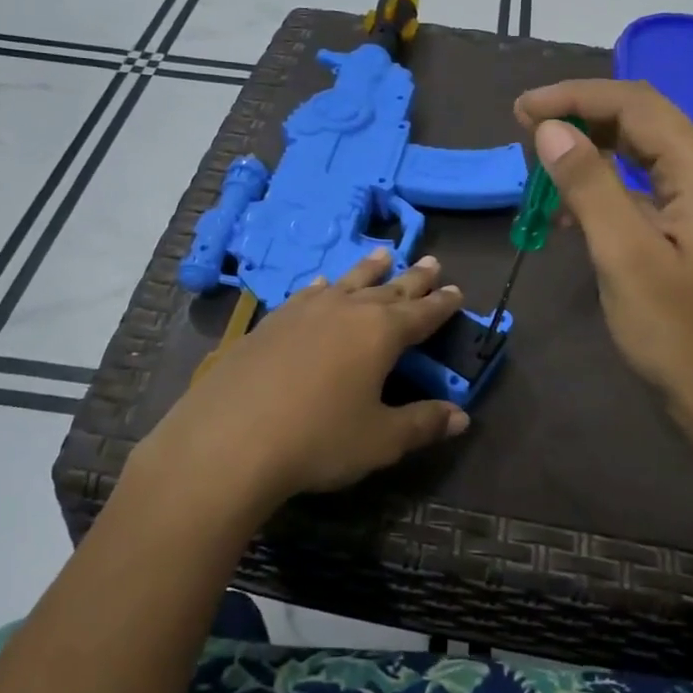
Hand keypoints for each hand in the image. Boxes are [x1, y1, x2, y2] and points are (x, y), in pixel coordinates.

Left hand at [134, 250, 470, 514]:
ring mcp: (305, 311)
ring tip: (384, 253)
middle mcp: (346, 311)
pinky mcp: (271, 322)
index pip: (422, 313)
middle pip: (388, 289)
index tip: (457, 290)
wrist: (230, 439)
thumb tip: (462, 416)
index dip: (442, 304)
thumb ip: (423, 424)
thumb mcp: (380, 439)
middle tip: (432, 261)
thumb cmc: (318, 439)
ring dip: (369, 269)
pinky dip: (324, 287)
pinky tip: (323, 285)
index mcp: (381, 333)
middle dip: (413, 278)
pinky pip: (308, 294)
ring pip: (348, 282)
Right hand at [514, 79, 692, 434]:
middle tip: (525, 128)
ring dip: (593, 151)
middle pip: (643, 120)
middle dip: (583, 117)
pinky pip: (647, 187)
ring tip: (542, 163)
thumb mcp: (624, 257)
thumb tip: (550, 128)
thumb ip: (589, 185)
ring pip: (644, 152)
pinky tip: (572, 211)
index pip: (636, 105)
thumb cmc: (676, 334)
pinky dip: (608, 187)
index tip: (521, 110)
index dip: (575, 97)